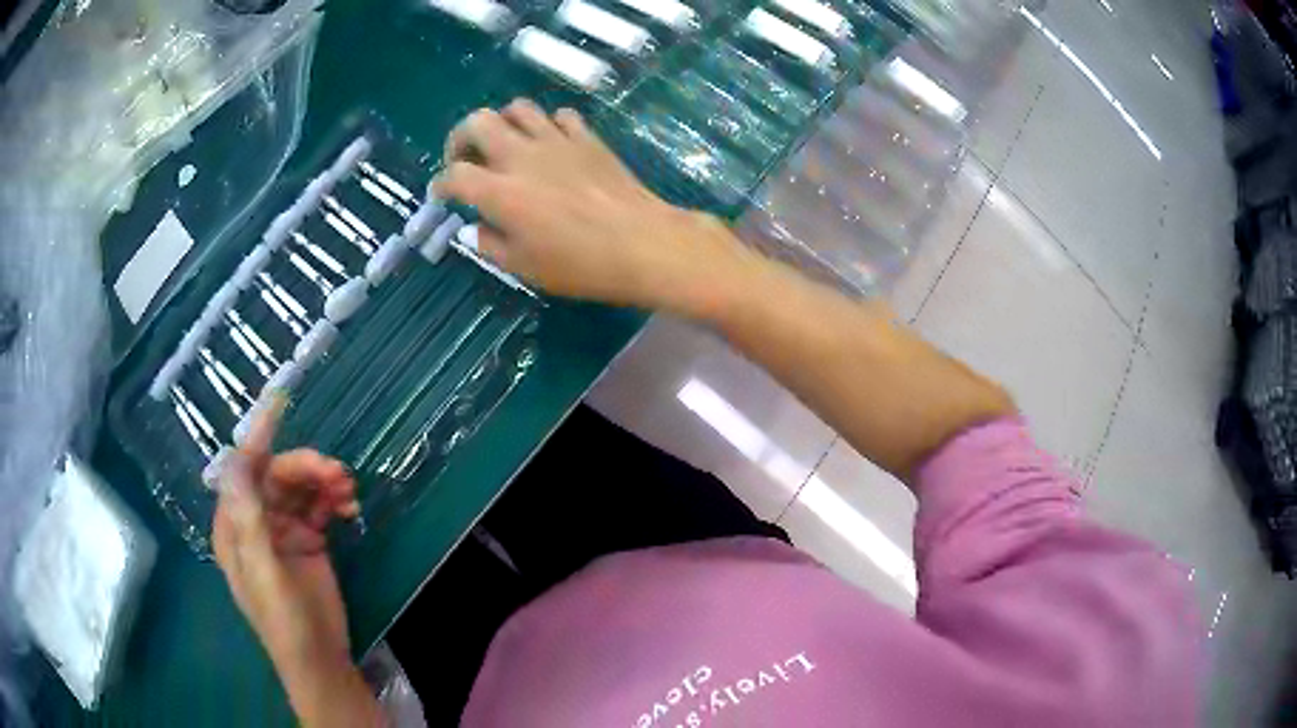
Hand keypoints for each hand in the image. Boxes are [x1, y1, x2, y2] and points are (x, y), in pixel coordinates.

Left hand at [212, 397, 376, 724]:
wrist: (321, 660)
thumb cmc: (285, 623)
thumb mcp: (264, 574)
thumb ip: (249, 520)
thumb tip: (235, 460)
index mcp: (234, 527)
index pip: (242, 471)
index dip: (258, 437)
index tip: (279, 404)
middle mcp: (255, 522)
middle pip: (276, 475)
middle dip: (305, 467)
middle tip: (338, 473)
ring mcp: (283, 531)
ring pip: (299, 488)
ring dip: (322, 481)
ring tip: (349, 489)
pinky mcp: (308, 542)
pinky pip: (318, 506)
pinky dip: (332, 499)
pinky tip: (348, 505)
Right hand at [434, 99, 744, 309]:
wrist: (642, 242)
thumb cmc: (580, 263)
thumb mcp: (524, 267)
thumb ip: (490, 244)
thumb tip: (477, 228)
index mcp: (500, 192)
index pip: (454, 175)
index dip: (440, 184)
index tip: (442, 195)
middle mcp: (521, 156)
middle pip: (477, 122)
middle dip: (460, 137)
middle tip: (465, 158)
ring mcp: (556, 141)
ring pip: (517, 108)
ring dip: (503, 123)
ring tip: (505, 145)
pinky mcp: (586, 137)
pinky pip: (559, 116)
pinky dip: (547, 125)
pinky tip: (550, 144)